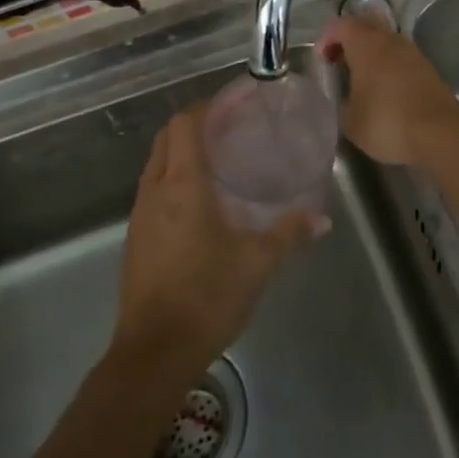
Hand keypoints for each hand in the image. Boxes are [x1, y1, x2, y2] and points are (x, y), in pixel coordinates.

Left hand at [112, 105, 320, 376]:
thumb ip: (289, 233)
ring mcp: (140, 215)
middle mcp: (155, 190)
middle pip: (166, 138)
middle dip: (193, 126)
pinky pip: (153, 191)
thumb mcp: (257, 262)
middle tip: (229, 130)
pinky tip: (200, 203)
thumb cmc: (207, 295)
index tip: (232, 105)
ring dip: (180, 153)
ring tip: (218, 162)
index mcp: (182, 184)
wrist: (154, 352)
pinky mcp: (136, 239)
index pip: (184, 124)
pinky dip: (173, 180)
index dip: (205, 108)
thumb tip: (322, 219)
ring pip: (156, 165)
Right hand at [318, 13, 458, 165]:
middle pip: (365, 25)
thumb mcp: (350, 120)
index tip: (322, 61)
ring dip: (371, 52)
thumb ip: (340, 101)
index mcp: (366, 44)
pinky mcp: (427, 68)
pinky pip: (400, 57)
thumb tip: (344, 96)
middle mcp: (390, 40)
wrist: (440, 134)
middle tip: (339, 63)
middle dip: (349, 40)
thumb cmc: (387, 122)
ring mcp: (412, 52)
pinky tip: (384, 90)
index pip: (341, 25)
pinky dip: (388, 65)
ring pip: (385, 40)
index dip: (327, 38)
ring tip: (361, 79)